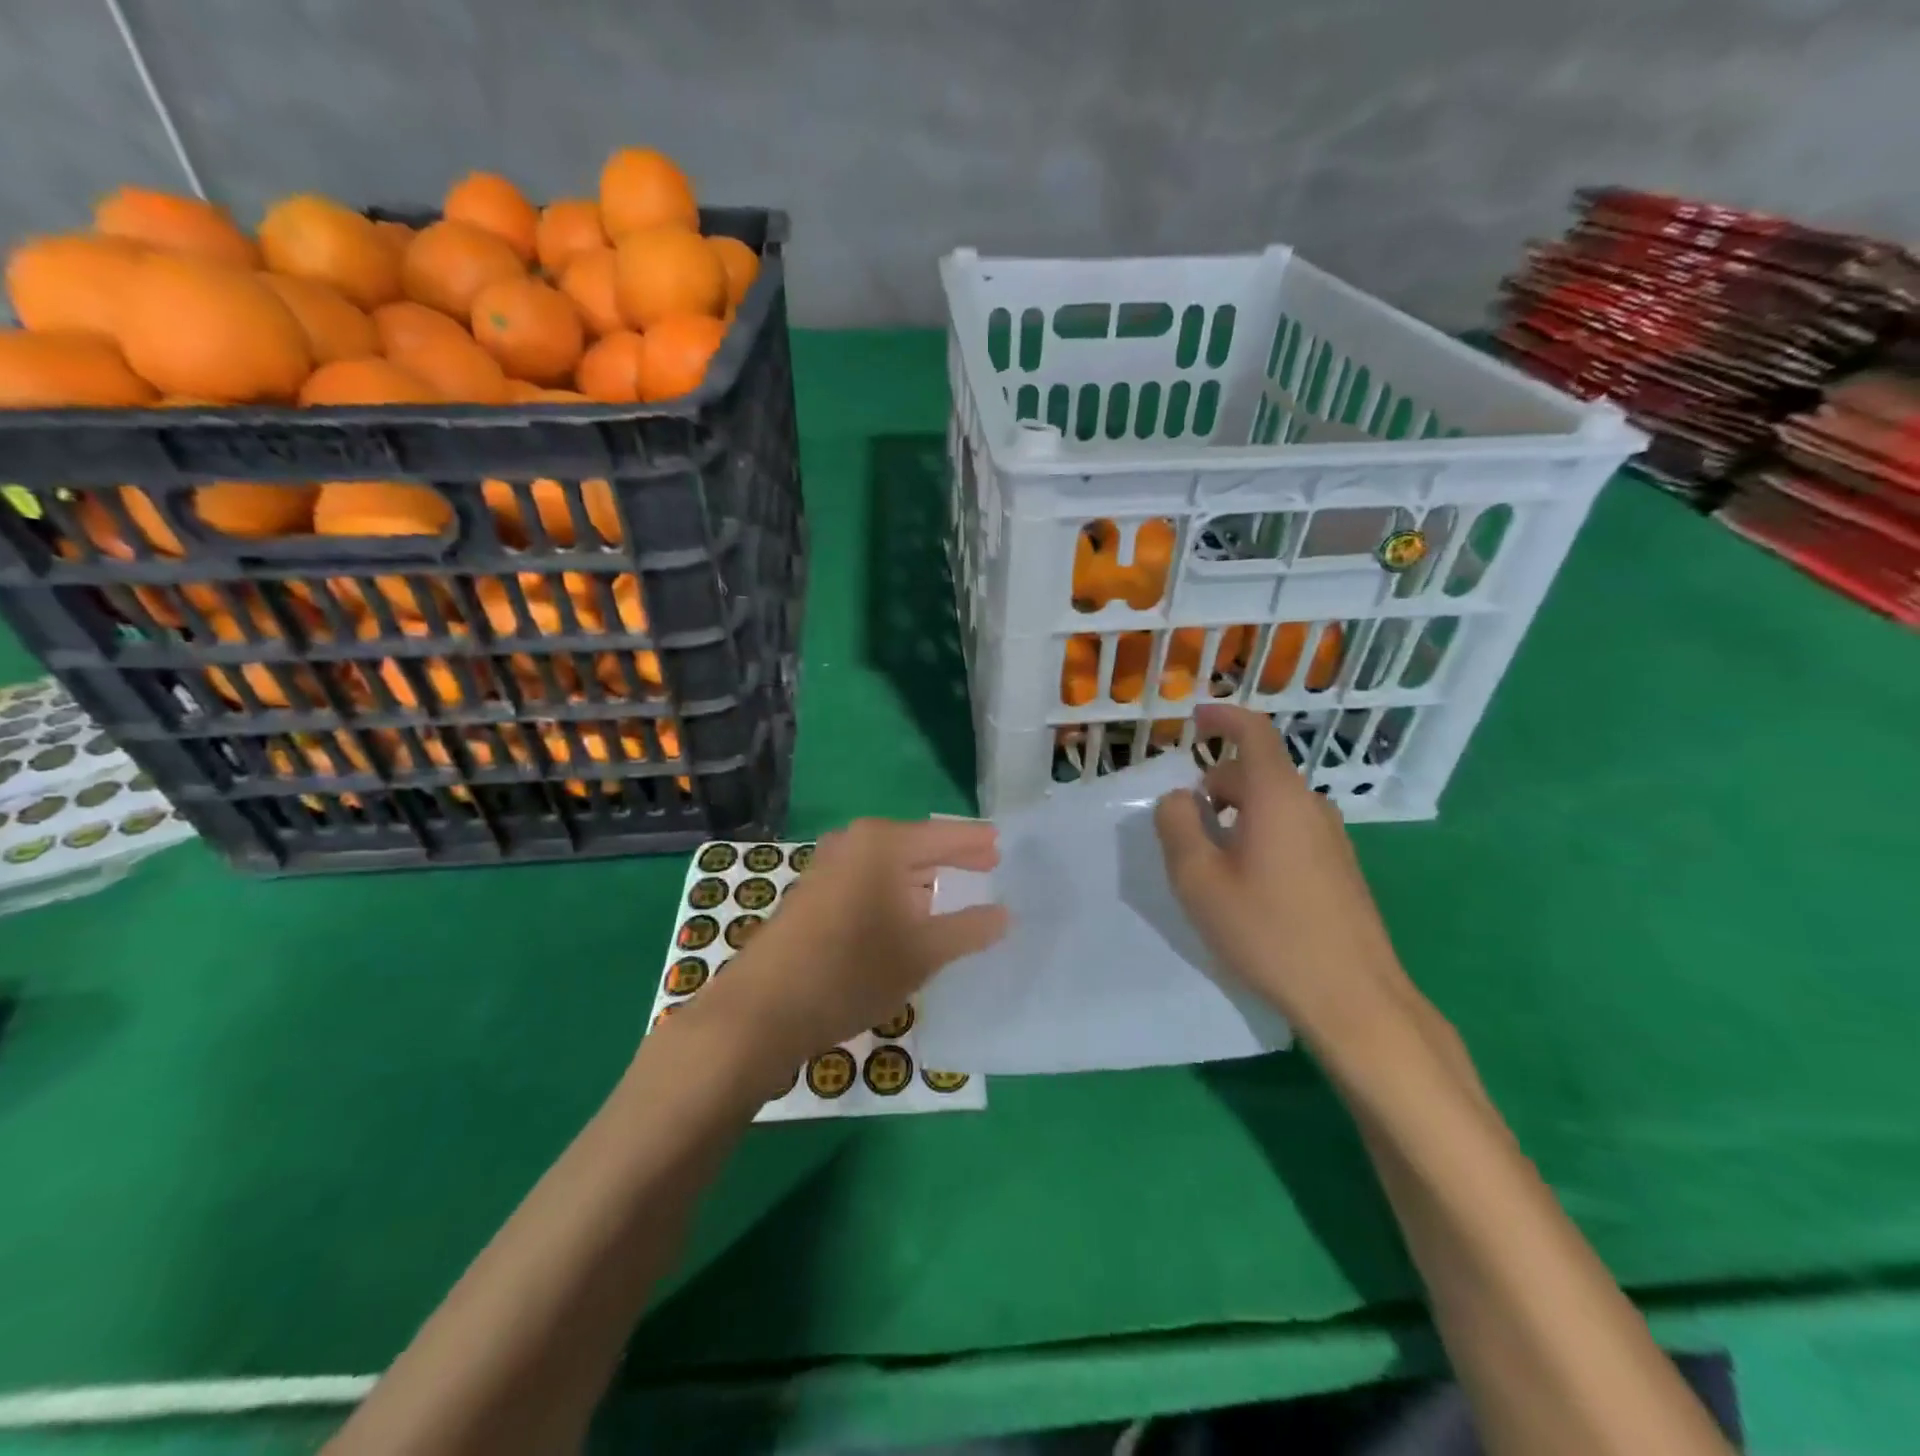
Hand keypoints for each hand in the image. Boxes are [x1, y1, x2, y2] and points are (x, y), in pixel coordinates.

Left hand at [691, 819, 1007, 1078]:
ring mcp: (829, 866)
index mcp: (884, 843)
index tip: (1005, 845)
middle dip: (952, 859)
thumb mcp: (922, 954)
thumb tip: (1003, 914)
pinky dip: (896, 893)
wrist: (762, 1010)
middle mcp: (854, 842)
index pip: (944, 835)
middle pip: (917, 846)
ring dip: (923, 880)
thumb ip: (968, 929)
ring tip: (956, 892)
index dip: (976, 842)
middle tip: (989, 867)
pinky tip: (910, 915)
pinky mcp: (814, 893)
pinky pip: (869, 881)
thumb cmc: (851, 972)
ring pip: (891, 866)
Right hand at [1153, 704, 1408, 1039]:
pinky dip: (1259, 837)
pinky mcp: (1341, 868)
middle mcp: (1311, 806)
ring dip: (1236, 816)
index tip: (1196, 717)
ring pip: (1273, 805)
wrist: (1354, 998)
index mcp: (1277, 797)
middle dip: (1215, 786)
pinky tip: (1248, 886)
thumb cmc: (1267, 931)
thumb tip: (1179, 798)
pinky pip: (1291, 831)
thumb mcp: (1199, 879)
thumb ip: (1178, 826)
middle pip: (1256, 774)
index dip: (1223, 718)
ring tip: (1212, 864)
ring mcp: (1333, 838)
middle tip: (1184, 828)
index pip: (1253, 733)